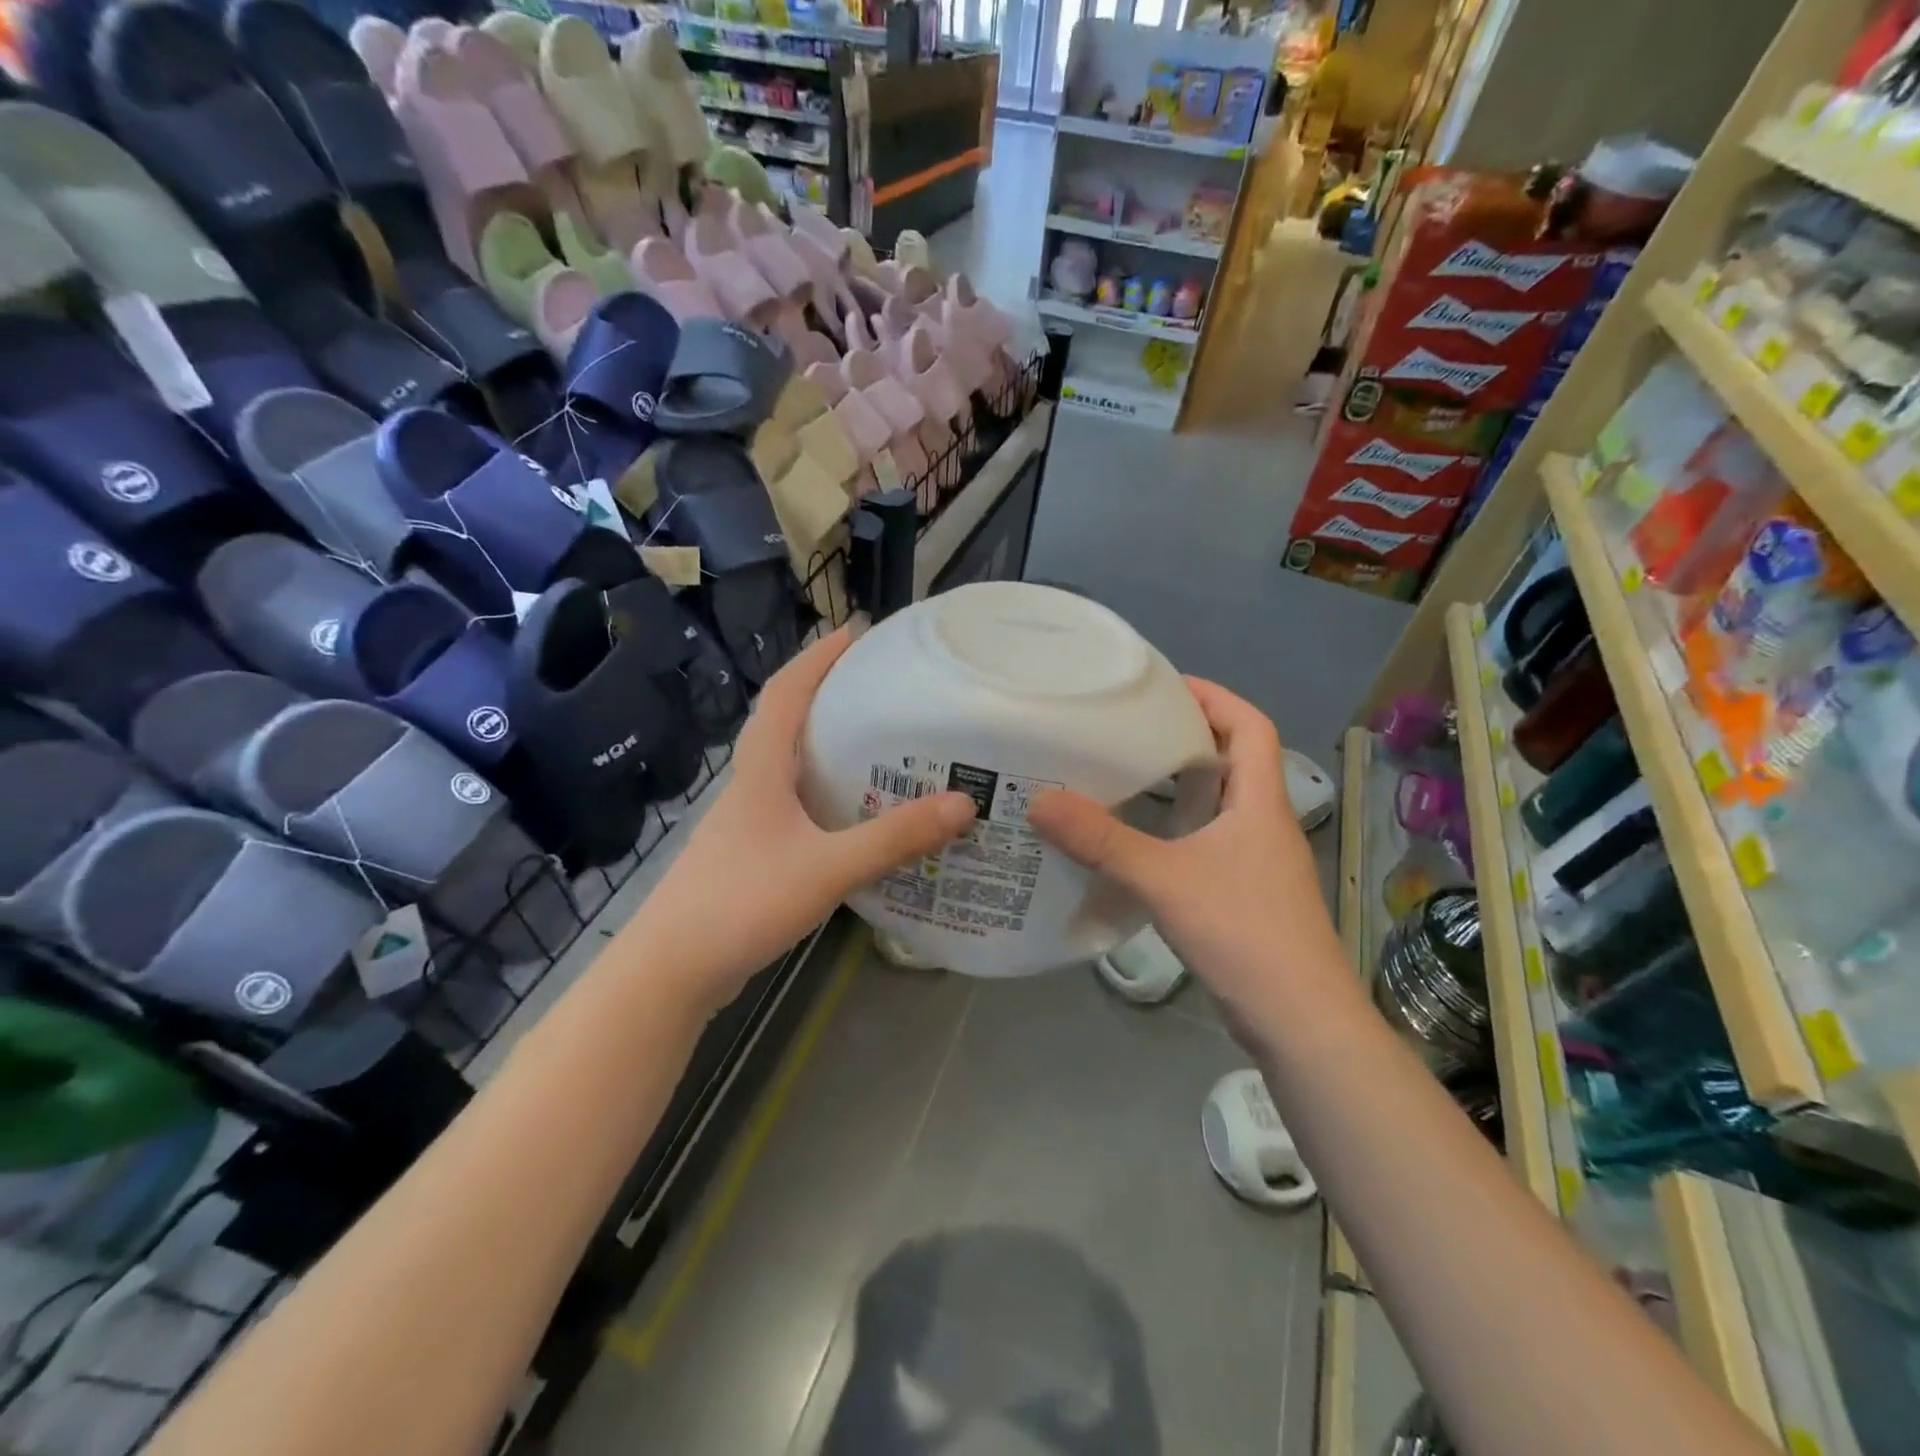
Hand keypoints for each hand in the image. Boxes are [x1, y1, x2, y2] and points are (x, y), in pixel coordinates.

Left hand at [630, 628, 976, 1011]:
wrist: (671, 970)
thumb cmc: (741, 903)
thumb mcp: (827, 868)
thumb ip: (894, 839)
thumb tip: (964, 804)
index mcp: (761, 771)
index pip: (786, 693)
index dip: (817, 658)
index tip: (854, 631)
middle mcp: (751, 786)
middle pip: (787, 722)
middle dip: (827, 694)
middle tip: (879, 686)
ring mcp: (747, 823)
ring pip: (790, 767)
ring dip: (826, 745)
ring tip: (878, 743)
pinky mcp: (752, 855)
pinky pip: (795, 806)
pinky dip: (825, 794)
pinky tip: (855, 816)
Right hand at [1026, 679, 1347, 1031]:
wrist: (1299, 1021)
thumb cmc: (1243, 932)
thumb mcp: (1164, 879)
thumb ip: (1102, 840)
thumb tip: (1040, 800)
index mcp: (1259, 801)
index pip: (1251, 725)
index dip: (1214, 697)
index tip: (1164, 687)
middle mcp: (1264, 822)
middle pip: (1234, 759)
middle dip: (1188, 736)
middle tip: (1130, 729)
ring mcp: (1257, 861)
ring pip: (1220, 803)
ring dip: (1181, 785)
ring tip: (1125, 776)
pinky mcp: (1244, 893)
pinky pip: (1209, 841)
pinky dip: (1178, 828)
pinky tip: (1138, 843)